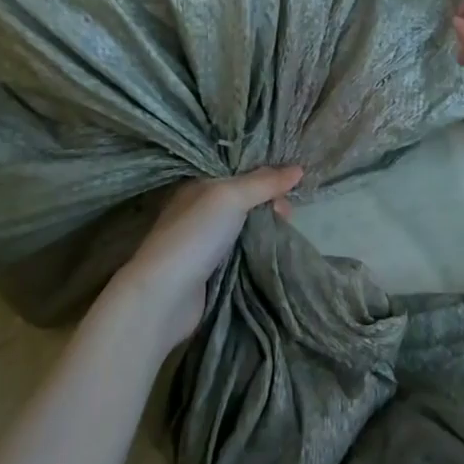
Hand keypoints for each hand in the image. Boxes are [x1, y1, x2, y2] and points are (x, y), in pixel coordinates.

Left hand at [107, 166, 302, 346]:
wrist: (164, 295)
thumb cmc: (195, 234)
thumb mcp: (231, 197)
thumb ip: (264, 182)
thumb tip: (299, 168)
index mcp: (199, 184)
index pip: (239, 169)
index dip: (266, 174)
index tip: (290, 185)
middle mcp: (200, 207)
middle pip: (245, 197)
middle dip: (269, 201)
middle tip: (287, 215)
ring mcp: (204, 239)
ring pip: (245, 224)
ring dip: (266, 225)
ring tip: (285, 231)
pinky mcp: (210, 268)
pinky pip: (241, 249)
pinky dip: (257, 247)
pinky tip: (273, 249)